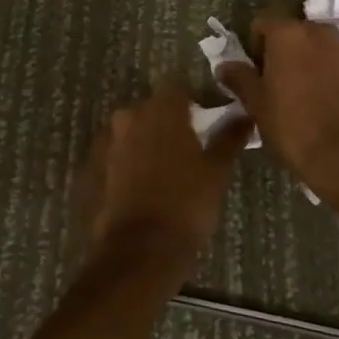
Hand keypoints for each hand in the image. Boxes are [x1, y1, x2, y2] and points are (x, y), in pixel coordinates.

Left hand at [74, 77, 250, 264]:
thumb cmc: (186, 204)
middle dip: (169, 122)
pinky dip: (130, 162)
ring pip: (133, 131)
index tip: (206, 122)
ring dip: (148, 142)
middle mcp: (129, 116)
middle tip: (190, 149)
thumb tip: (245, 116)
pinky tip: (144, 186)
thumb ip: (229, 137)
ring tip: (167, 170)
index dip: (193, 101)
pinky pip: (117, 154)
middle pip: (153, 108)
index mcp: (161, 110)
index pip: (178, 87)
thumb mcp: (217, 171)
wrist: (140, 251)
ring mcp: (108, 142)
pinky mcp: (93, 168)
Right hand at [217, 12, 338, 200]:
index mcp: (289, 36)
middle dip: (290, 52)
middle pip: (299, 33)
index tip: (257, 71)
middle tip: (283, 84)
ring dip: (318, 64)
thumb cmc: (294, 128)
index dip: (257, 43)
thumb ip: (240, 79)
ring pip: (328, 50)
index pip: (264, 22)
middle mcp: (323, 34)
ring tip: (315, 97)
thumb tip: (225, 66)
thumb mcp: (257, 106)